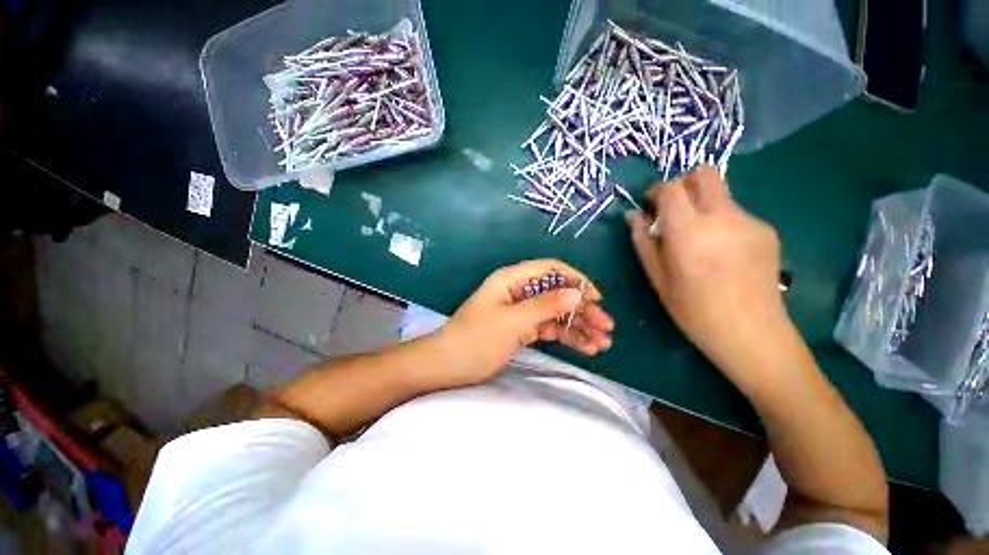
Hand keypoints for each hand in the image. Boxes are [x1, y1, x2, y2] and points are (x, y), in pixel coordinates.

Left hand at [437, 259, 613, 384]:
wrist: (447, 366)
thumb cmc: (476, 339)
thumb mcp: (512, 321)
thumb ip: (545, 305)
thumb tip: (577, 292)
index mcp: (512, 280)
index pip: (551, 269)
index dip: (576, 280)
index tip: (596, 299)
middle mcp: (519, 291)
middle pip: (557, 293)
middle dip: (582, 309)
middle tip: (606, 328)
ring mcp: (521, 311)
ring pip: (556, 313)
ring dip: (578, 326)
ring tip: (601, 343)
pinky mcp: (521, 328)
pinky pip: (548, 328)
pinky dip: (566, 336)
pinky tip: (585, 348)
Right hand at [626, 166, 790, 378]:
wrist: (751, 333)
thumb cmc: (693, 310)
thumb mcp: (657, 277)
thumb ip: (642, 241)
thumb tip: (633, 215)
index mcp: (689, 232)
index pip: (672, 188)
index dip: (657, 190)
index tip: (650, 204)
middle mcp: (722, 217)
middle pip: (704, 173)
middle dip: (683, 183)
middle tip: (672, 209)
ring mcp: (749, 221)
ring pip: (720, 193)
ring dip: (701, 204)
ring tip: (697, 237)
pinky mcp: (766, 230)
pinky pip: (735, 212)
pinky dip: (720, 221)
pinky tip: (720, 251)